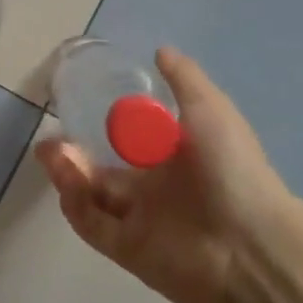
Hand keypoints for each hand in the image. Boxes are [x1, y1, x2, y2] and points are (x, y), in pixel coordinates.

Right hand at [36, 49, 290, 302]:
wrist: (252, 244)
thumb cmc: (231, 169)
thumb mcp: (210, 109)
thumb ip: (184, 79)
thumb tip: (160, 51)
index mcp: (175, 159)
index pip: (130, 143)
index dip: (103, 129)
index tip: (77, 109)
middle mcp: (156, 190)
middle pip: (103, 173)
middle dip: (73, 156)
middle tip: (50, 142)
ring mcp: (141, 222)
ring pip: (93, 197)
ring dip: (69, 176)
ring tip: (51, 154)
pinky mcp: (129, 251)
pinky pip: (93, 227)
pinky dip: (76, 206)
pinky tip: (67, 182)